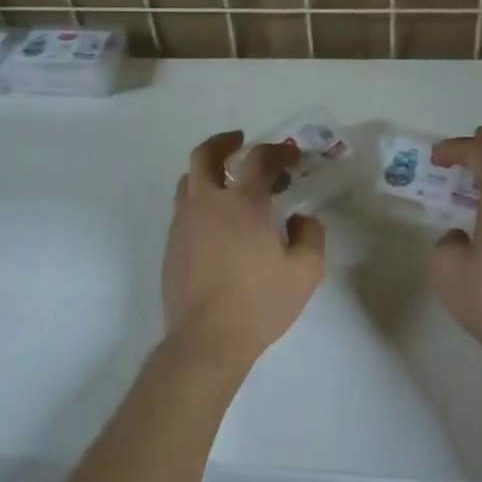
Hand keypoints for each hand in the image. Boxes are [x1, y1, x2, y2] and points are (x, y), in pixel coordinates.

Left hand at [162, 130, 327, 371]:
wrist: (206, 340)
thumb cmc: (259, 304)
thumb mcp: (305, 273)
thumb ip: (310, 236)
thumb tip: (299, 219)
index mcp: (242, 203)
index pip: (260, 159)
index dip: (279, 152)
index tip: (292, 156)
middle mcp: (207, 203)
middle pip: (206, 154)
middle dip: (224, 142)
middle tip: (240, 141)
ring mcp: (184, 223)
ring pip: (188, 180)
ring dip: (207, 170)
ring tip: (226, 180)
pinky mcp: (171, 244)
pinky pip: (183, 208)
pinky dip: (199, 200)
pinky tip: (215, 221)